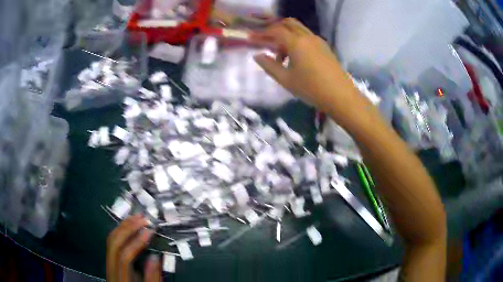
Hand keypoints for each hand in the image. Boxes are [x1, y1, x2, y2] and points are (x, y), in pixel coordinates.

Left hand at [107, 215, 160, 281]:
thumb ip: (153, 277)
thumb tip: (155, 257)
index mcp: (121, 279)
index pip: (125, 258)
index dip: (136, 243)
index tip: (149, 231)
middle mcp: (110, 269)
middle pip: (114, 244)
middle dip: (128, 229)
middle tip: (142, 218)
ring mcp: (108, 263)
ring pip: (111, 241)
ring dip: (123, 227)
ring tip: (136, 217)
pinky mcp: (110, 260)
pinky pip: (112, 242)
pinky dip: (120, 231)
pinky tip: (128, 226)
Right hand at [254, 18, 359, 116]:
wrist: (341, 96)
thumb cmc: (311, 88)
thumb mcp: (286, 79)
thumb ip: (269, 66)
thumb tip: (258, 56)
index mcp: (296, 42)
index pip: (275, 31)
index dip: (262, 33)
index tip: (252, 39)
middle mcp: (308, 37)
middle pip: (289, 24)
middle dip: (275, 29)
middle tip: (267, 41)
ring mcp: (318, 41)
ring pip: (299, 30)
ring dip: (287, 36)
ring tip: (281, 56)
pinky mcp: (325, 48)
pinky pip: (308, 38)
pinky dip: (298, 41)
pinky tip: (296, 58)